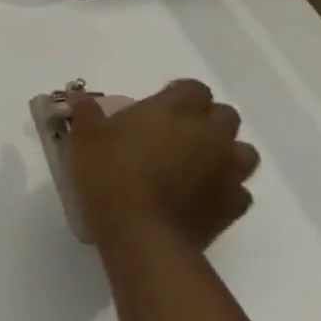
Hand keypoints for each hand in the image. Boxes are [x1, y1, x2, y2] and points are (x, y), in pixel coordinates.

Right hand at [62, 80, 258, 250]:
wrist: (141, 232)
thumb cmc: (110, 174)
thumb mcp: (85, 138)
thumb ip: (86, 112)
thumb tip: (79, 95)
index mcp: (175, 110)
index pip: (193, 88)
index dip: (178, 94)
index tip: (156, 106)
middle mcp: (210, 134)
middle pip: (224, 114)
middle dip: (204, 119)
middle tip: (172, 132)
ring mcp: (229, 170)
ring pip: (241, 150)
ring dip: (222, 151)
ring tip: (192, 162)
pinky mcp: (235, 204)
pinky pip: (238, 188)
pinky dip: (222, 187)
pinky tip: (198, 194)